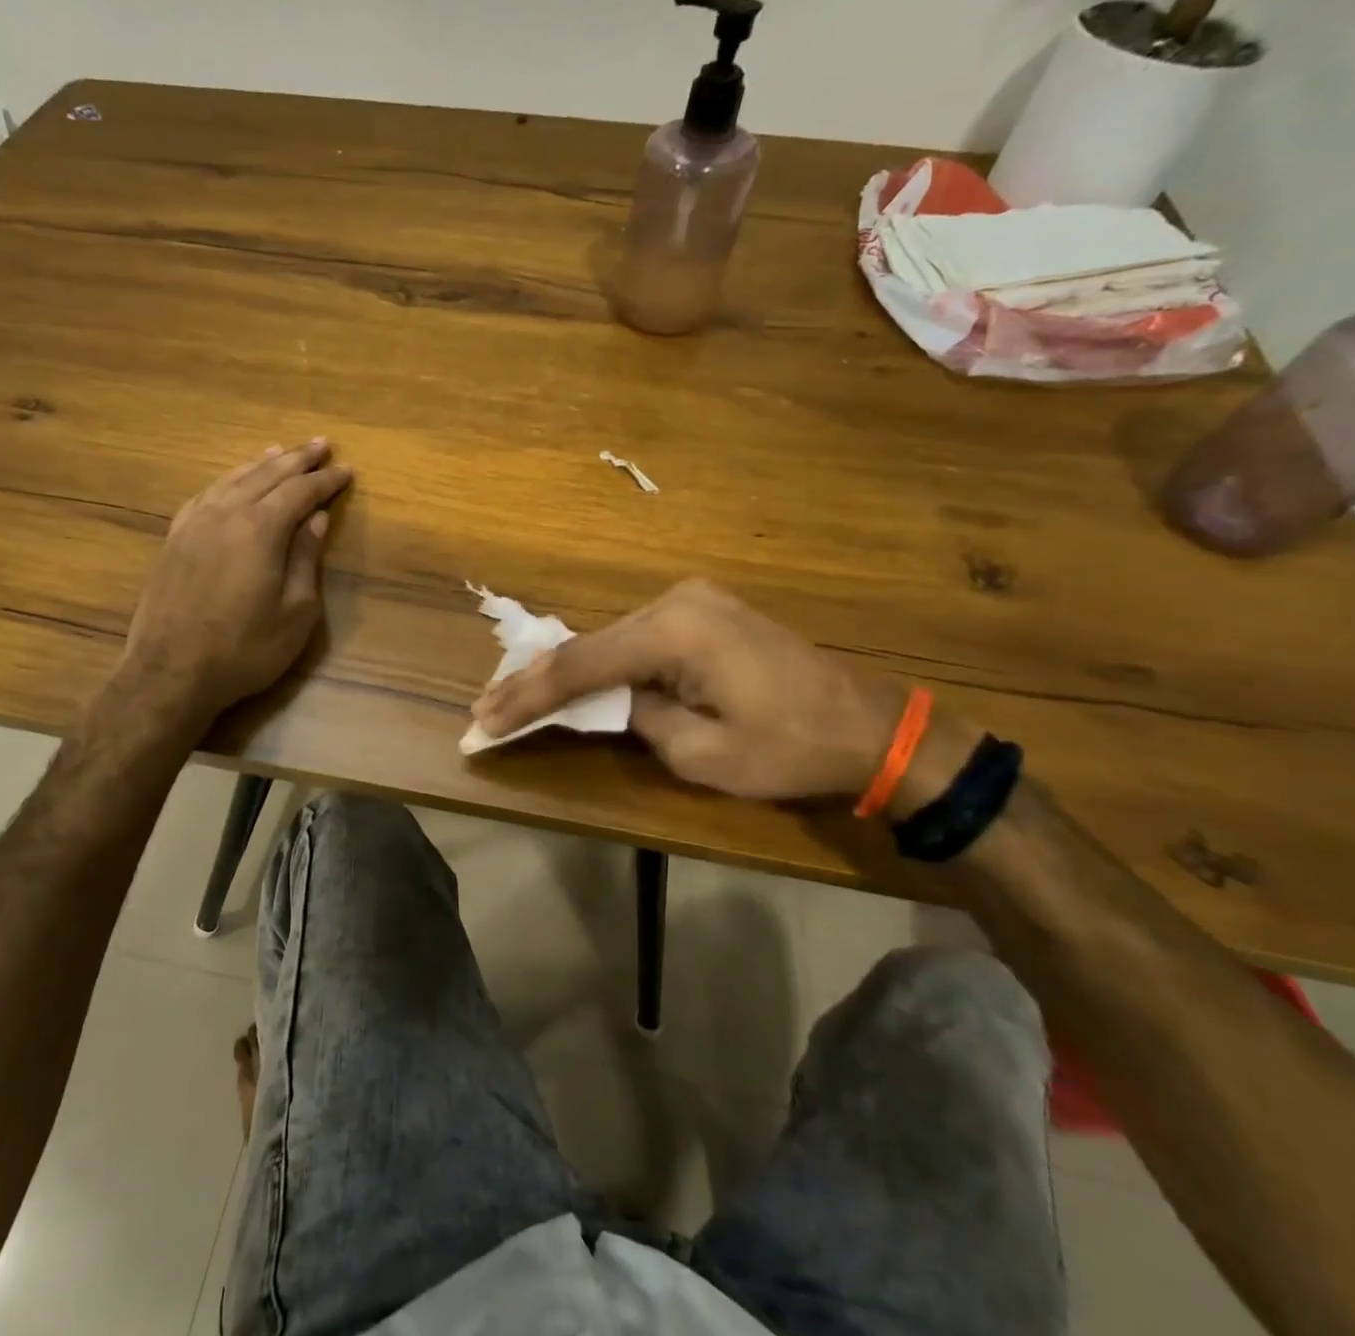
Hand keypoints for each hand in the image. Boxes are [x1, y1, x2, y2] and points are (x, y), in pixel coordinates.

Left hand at [115, 440, 351, 723]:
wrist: (171, 673)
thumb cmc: (245, 650)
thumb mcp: (295, 612)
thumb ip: (306, 559)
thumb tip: (316, 519)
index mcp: (260, 530)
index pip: (300, 492)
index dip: (326, 480)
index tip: (347, 470)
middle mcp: (226, 514)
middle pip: (267, 475)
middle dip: (297, 459)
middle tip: (320, 444)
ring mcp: (194, 524)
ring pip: (233, 479)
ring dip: (262, 463)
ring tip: (281, 451)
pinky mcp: (174, 539)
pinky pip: (205, 495)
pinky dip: (226, 480)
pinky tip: (232, 481)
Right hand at [471, 580, 903, 800]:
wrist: (872, 726)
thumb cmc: (791, 749)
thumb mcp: (703, 755)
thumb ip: (638, 720)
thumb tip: (609, 702)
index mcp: (676, 632)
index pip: (581, 667)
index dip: (527, 697)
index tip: (482, 722)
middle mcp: (676, 600)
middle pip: (588, 646)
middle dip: (534, 682)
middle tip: (484, 710)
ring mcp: (692, 600)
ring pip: (609, 640)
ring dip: (565, 673)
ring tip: (512, 698)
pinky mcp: (703, 612)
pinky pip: (636, 639)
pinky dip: (602, 664)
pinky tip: (572, 679)